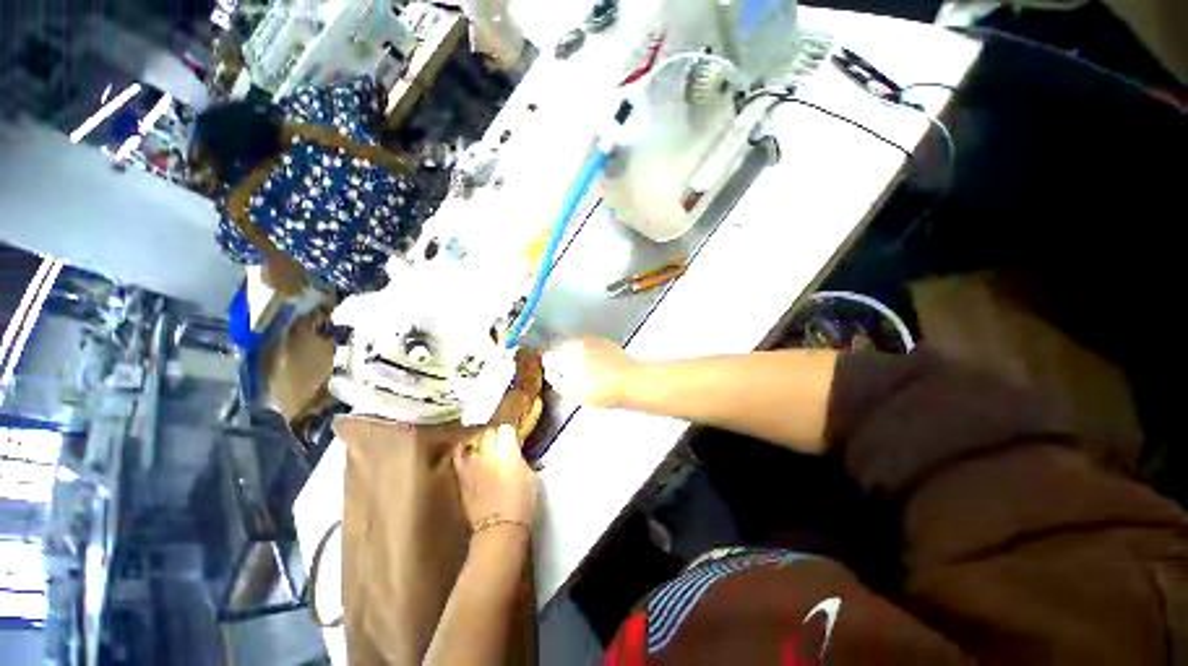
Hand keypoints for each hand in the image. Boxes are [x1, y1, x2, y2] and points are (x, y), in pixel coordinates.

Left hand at [453, 425, 536, 526]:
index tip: (514, 439)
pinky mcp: (461, 477)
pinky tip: (468, 452)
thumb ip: (521, 460)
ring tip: (485, 447)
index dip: (511, 433)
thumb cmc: (522, 503)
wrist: (500, 528)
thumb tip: (515, 454)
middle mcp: (488, 453)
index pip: (506, 429)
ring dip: (480, 442)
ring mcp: (472, 464)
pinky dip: (464, 451)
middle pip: (490, 432)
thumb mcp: (530, 476)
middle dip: (496, 436)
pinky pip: (459, 456)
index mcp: (508, 451)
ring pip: (473, 441)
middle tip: (502, 444)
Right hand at [543, 338, 636, 407]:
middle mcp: (577, 344)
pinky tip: (598, 365)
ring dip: (576, 355)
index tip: (556, 376)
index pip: (548, 357)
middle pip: (560, 348)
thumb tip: (551, 373)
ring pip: (575, 345)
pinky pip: (589, 344)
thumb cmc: (602, 392)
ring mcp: (591, 340)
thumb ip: (557, 381)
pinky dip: (589, 352)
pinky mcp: (603, 340)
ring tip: (587, 371)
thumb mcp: (573, 394)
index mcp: (566, 358)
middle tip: (572, 375)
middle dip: (562, 359)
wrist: (630, 381)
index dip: (551, 368)